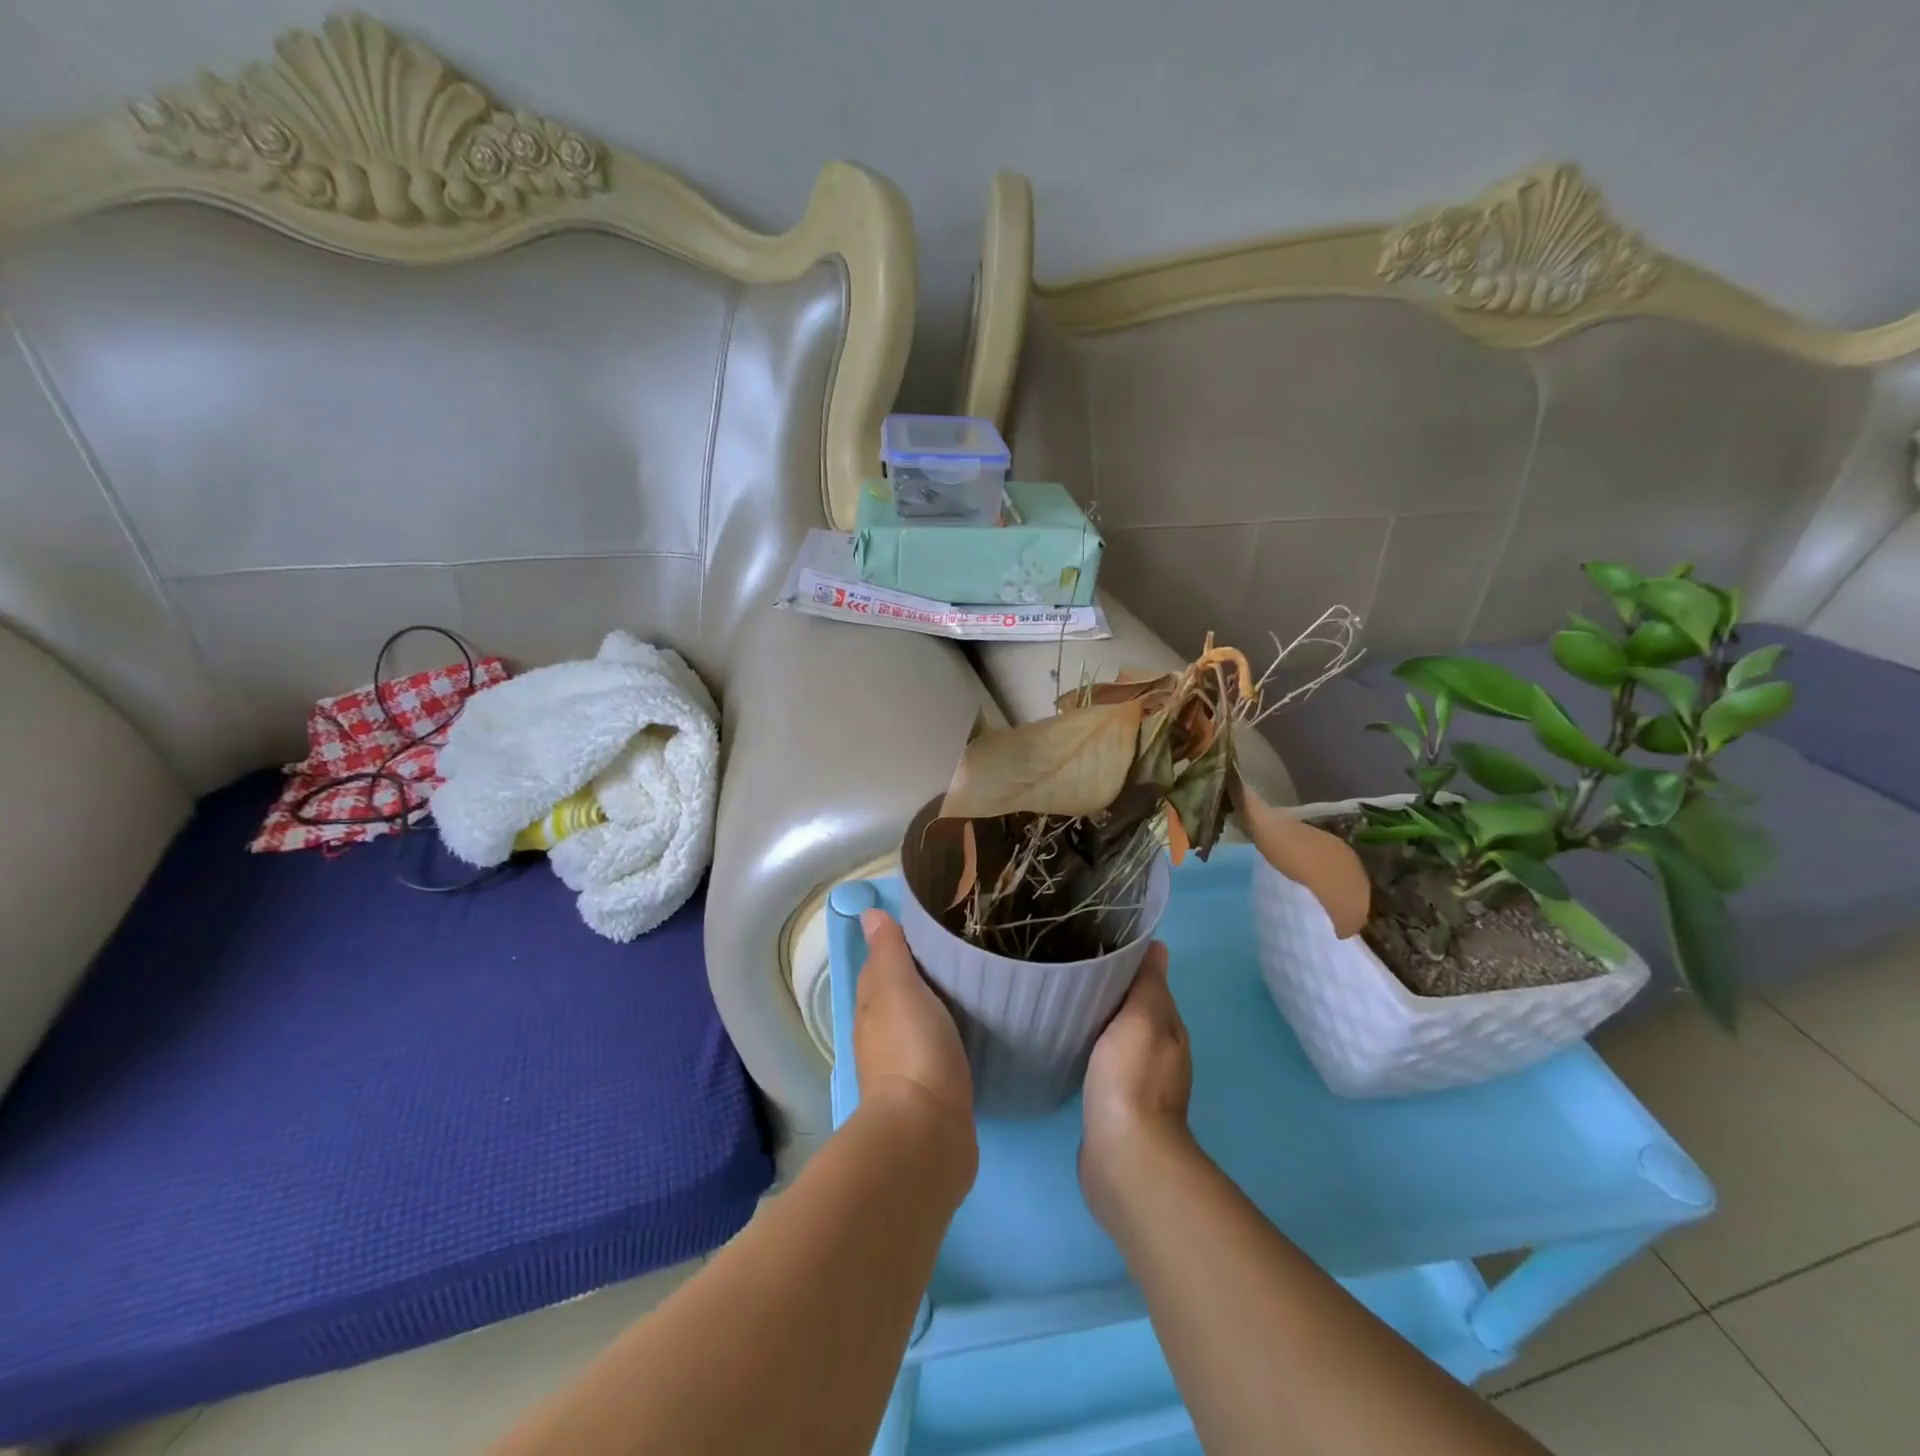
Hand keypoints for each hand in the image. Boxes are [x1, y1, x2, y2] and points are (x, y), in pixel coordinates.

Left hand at [854, 909, 974, 1150]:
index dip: (900, 943)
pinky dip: (948, 1032)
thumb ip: (888, 952)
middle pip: (899, 992)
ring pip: (918, 1020)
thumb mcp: (898, 988)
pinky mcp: (930, 1090)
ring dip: (936, 1004)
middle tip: (960, 949)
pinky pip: (937, 1047)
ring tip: (971, 983)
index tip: (933, 924)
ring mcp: (904, 1064)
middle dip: (921, 973)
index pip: (880, 963)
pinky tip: (970, 1028)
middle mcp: (880, 1033)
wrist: (927, 1133)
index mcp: (871, 1005)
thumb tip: (867, 914)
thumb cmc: (912, 1048)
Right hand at [1079, 942, 1194, 1228]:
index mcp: (1169, 1028)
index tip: (1092, 943)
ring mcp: (1137, 1081)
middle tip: (1069, 965)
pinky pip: (1101, 1062)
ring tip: (1063, 998)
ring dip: (1098, 1019)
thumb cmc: (1132, 1078)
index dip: (1125, 963)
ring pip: (1116, 1035)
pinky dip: (1089, 1047)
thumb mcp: (1143, 1018)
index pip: (1148, 983)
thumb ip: (1148, 984)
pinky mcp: (1114, 1104)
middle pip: (1132, 1009)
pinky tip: (1068, 1041)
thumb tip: (1158, 946)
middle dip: (1108, 990)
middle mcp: (1159, 1052)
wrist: (1123, 1156)